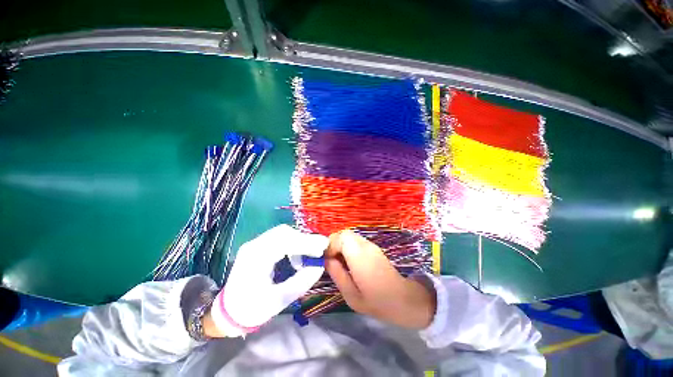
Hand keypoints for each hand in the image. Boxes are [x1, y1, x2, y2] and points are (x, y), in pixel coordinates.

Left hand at [209, 225, 327, 335]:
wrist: (228, 311)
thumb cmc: (251, 309)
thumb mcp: (278, 301)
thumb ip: (301, 282)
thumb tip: (319, 265)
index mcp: (255, 259)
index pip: (284, 242)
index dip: (306, 242)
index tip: (323, 245)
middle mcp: (253, 245)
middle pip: (284, 232)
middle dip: (304, 239)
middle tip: (317, 251)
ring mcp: (255, 243)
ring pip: (282, 233)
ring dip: (298, 241)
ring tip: (307, 256)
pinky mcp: (258, 245)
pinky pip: (279, 237)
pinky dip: (292, 243)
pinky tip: (295, 256)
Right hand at [325, 230, 435, 328]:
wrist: (404, 299)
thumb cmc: (377, 302)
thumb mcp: (351, 296)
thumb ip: (337, 274)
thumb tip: (326, 260)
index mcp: (359, 256)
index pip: (340, 237)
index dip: (330, 245)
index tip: (326, 260)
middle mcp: (365, 245)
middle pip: (344, 233)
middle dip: (334, 244)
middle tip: (331, 261)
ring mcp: (371, 245)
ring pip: (350, 236)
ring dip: (341, 245)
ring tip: (339, 262)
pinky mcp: (374, 247)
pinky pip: (356, 241)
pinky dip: (348, 247)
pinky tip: (349, 262)